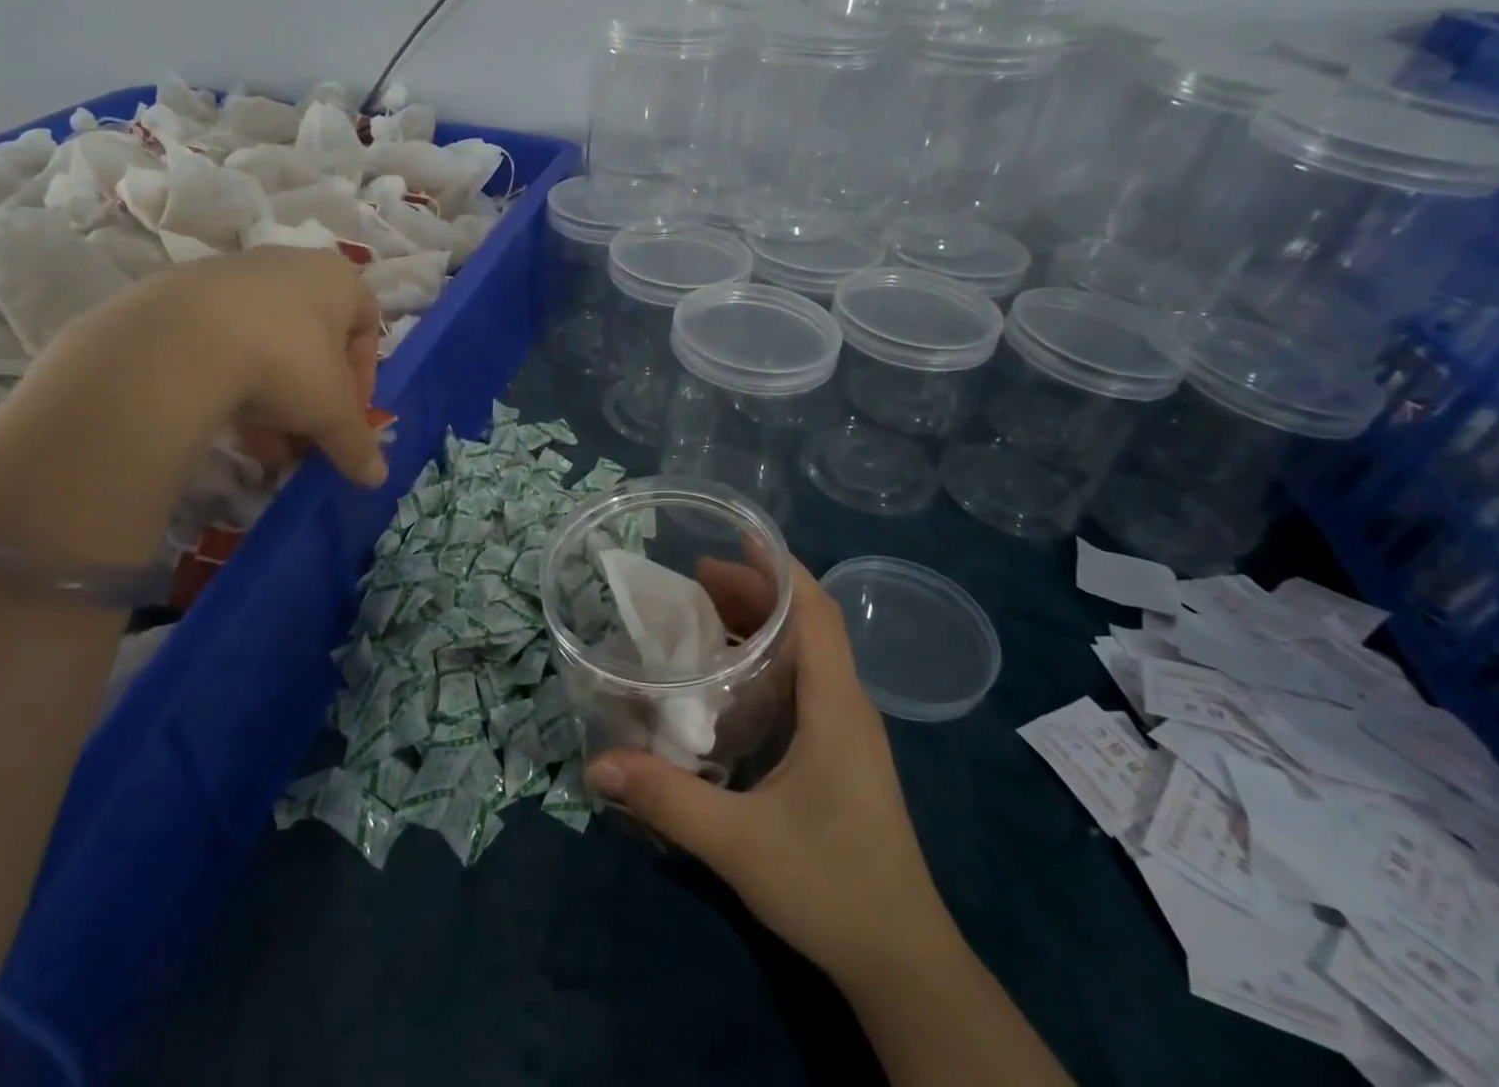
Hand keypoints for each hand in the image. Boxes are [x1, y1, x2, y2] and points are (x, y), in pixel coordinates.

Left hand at [36, 246, 386, 485]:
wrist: (183, 339)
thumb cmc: (287, 362)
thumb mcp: (332, 413)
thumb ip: (357, 444)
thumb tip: (377, 478)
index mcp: (341, 280)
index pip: (367, 329)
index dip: (363, 380)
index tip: (347, 417)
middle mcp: (295, 265)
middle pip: (316, 341)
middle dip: (313, 396)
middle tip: (304, 436)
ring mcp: (239, 273)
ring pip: (270, 343)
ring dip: (274, 397)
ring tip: (263, 443)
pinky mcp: (189, 291)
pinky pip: (226, 340)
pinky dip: (234, 379)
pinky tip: (225, 418)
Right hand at [584, 561, 951, 989]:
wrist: (902, 961)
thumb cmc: (830, 887)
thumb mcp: (738, 842)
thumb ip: (666, 799)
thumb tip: (596, 763)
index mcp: (835, 704)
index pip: (816, 610)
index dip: (779, 566)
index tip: (735, 536)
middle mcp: (846, 704)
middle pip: (807, 622)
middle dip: (754, 590)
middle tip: (694, 579)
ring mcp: (847, 730)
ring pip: (807, 651)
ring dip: (762, 622)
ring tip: (704, 613)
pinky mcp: (840, 752)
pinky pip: (804, 680)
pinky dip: (768, 658)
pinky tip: (729, 678)